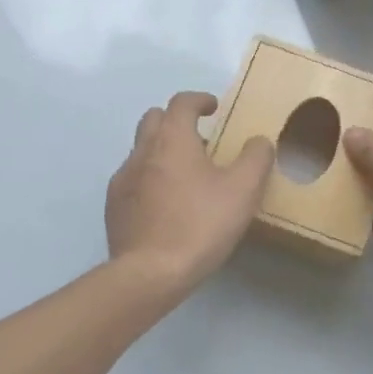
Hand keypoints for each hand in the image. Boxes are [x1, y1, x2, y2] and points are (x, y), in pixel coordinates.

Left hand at [106, 92, 273, 296]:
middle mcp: (142, 151)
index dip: (199, 100)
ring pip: (141, 150)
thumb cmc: (200, 224)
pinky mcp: (114, 206)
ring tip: (186, 176)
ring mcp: (123, 179)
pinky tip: (166, 204)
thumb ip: (256, 158)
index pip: (181, 102)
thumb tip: (259, 141)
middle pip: (154, 119)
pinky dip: (150, 178)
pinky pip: (133, 179)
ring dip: (162, 151)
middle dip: (176, 121)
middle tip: (200, 140)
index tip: (214, 108)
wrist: (149, 273)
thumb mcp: (243, 191)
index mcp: (172, 139)